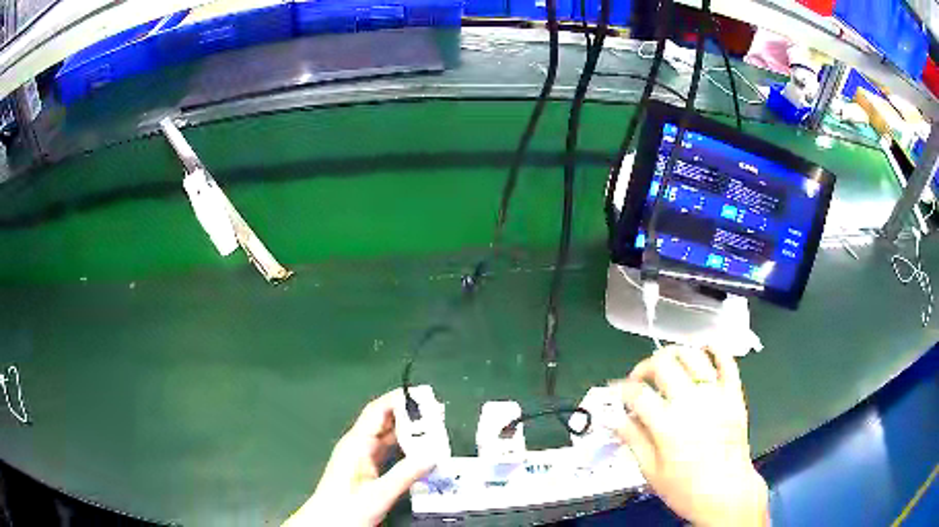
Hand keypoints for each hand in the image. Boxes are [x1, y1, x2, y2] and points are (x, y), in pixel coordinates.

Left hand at [284, 390, 435, 526]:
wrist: (326, 523)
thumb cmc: (346, 508)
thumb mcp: (379, 493)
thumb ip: (406, 474)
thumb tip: (432, 455)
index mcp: (356, 443)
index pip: (378, 411)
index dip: (399, 400)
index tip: (423, 395)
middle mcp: (357, 445)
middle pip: (383, 420)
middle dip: (408, 413)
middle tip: (436, 411)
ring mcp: (360, 456)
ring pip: (386, 435)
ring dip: (408, 430)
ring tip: (433, 427)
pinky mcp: (364, 468)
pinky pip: (386, 449)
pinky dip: (403, 446)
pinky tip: (418, 449)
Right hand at [610, 346, 768, 526]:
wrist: (726, 493)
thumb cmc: (686, 489)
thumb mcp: (651, 472)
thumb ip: (633, 441)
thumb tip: (615, 419)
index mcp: (667, 425)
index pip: (637, 393)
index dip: (621, 390)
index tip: (617, 394)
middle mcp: (691, 403)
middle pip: (663, 364)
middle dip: (644, 367)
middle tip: (640, 380)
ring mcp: (716, 395)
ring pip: (693, 355)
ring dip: (675, 353)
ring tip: (667, 364)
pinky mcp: (734, 395)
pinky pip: (727, 362)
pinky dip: (716, 349)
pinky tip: (704, 348)